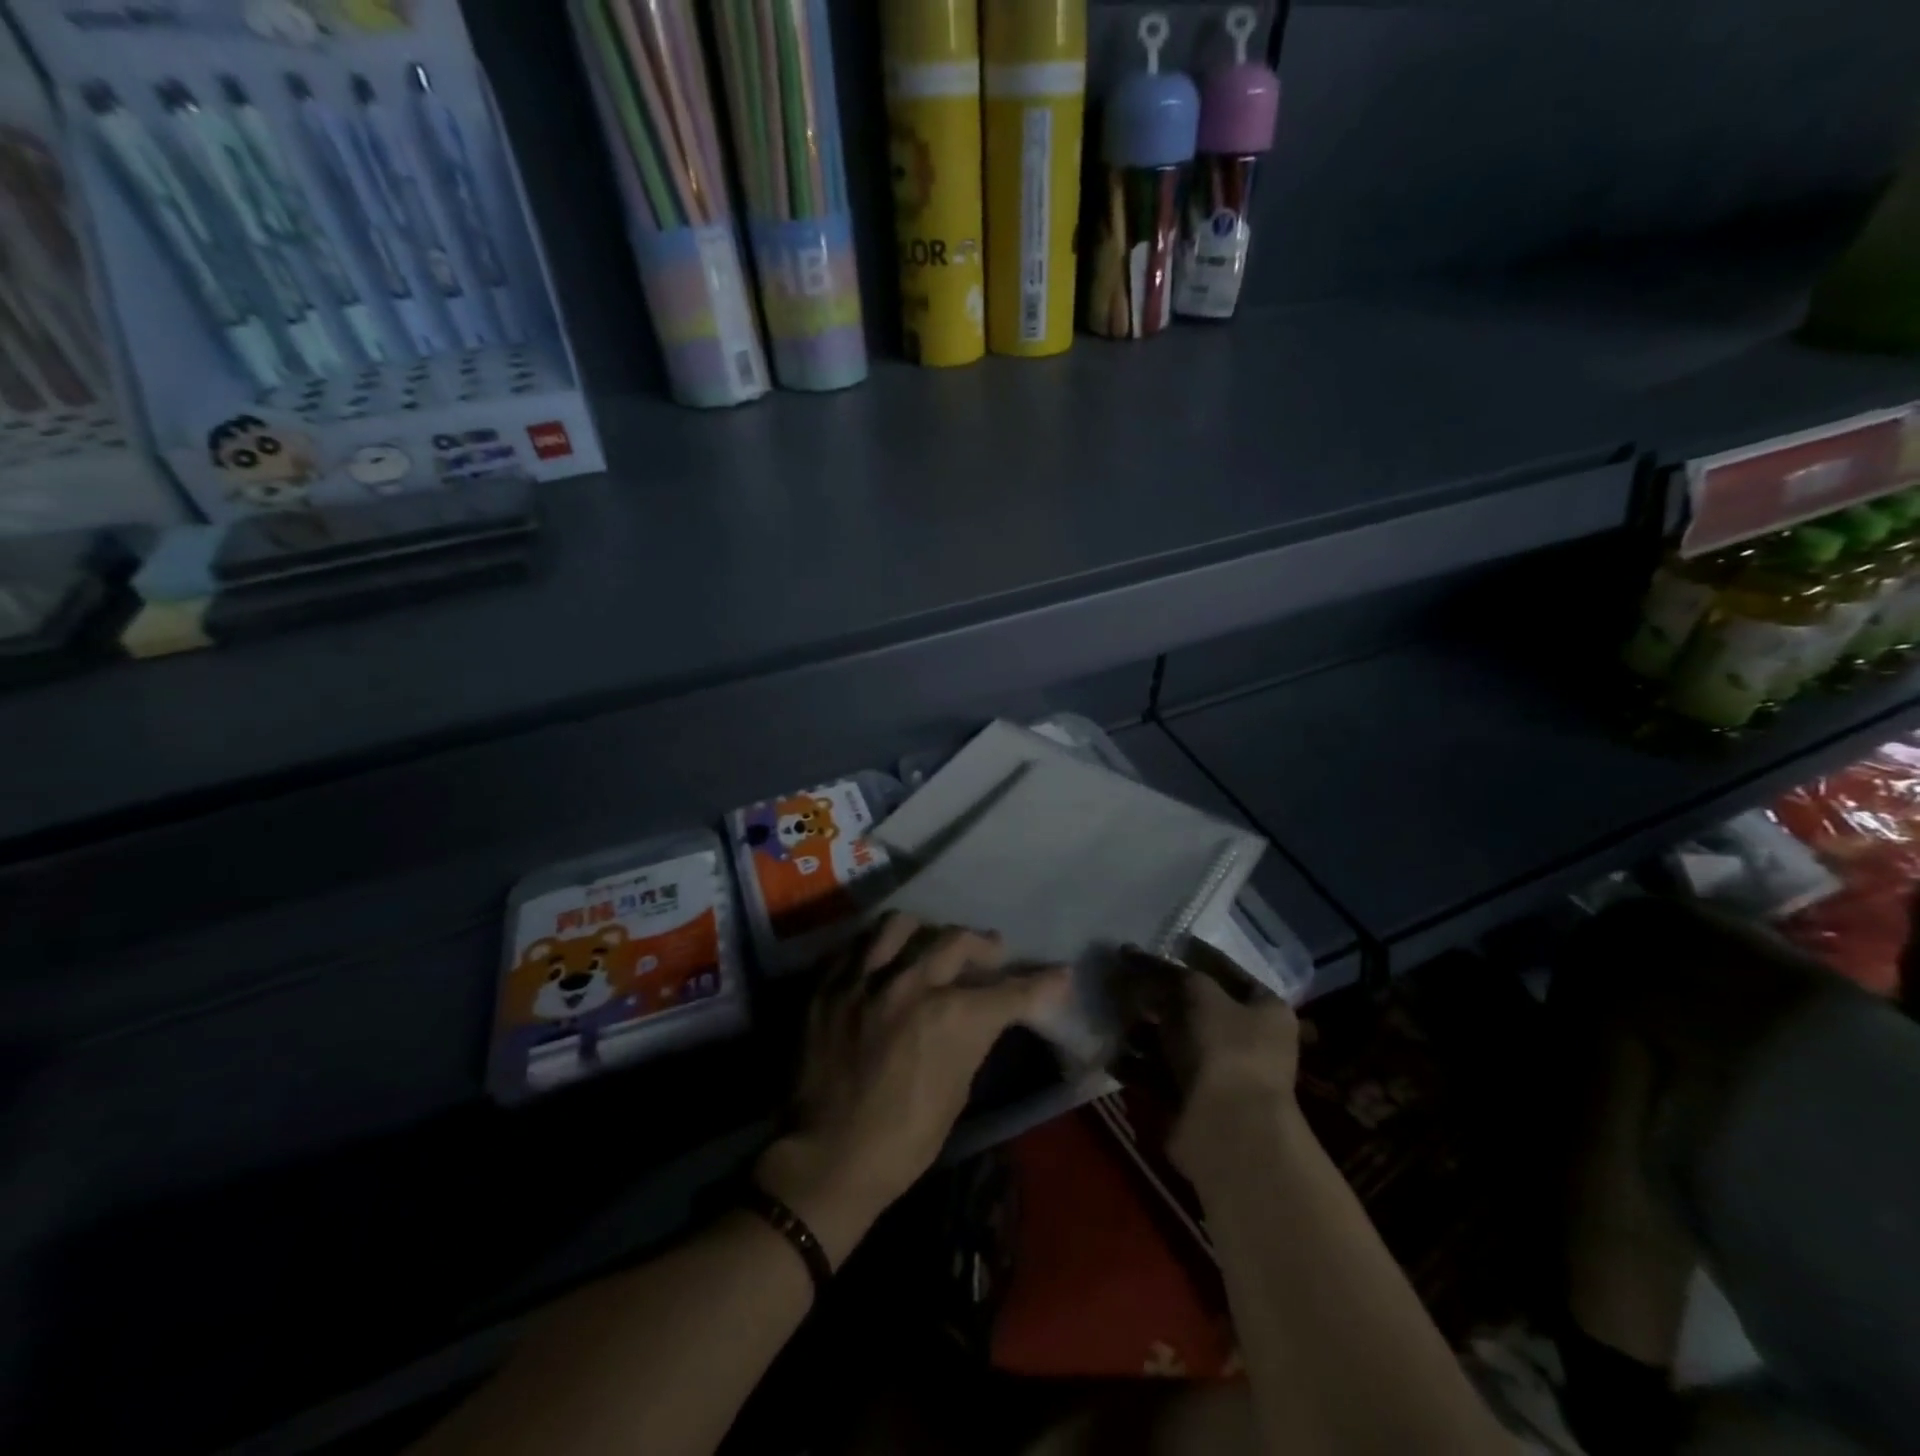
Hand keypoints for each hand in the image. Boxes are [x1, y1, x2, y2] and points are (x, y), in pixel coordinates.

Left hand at [754, 913, 1069, 1263]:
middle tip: (992, 952)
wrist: (828, 1159)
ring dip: (926, 932)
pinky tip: (886, 961)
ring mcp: (865, 978)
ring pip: (902, 925)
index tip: (1059, 974)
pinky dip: (880, 948)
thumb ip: (972, 1038)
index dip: (1041, 983)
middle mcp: (910, 984)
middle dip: (985, 946)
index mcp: (950, 1017)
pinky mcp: (830, 984)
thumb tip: (987, 1014)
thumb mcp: (957, 1091)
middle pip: (958, 940)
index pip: (1009, 991)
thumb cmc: (903, 1141)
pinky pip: (859, 945)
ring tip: (931, 942)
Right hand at [1121, 940, 1301, 1178]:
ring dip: (1138, 1028)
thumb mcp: (1190, 992)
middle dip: (1153, 994)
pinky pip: (1154, 1073)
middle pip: (1189, 1005)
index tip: (1153, 943)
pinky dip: (1133, 1063)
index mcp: (1262, 1008)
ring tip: (1109, 1015)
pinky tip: (1111, 1053)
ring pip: (1168, 1040)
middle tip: (1117, 978)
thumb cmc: (1222, 1048)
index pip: (1222, 969)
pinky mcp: (1188, 1101)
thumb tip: (1126, 952)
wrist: (1227, 1132)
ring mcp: (1216, 1073)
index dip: (1188, 954)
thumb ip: (1157, 970)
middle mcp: (1243, 1039)